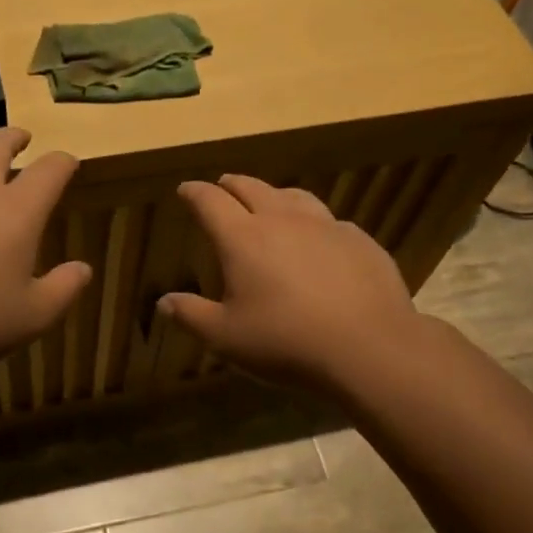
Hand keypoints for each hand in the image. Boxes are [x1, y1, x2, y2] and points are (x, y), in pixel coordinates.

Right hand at [159, 174, 421, 390]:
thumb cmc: (286, 341)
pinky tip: (317, 239)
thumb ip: (191, 316)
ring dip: (273, 195)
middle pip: (251, 187)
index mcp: (243, 238)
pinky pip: (329, 220)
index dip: (194, 192)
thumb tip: (164, 301)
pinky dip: (312, 222)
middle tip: (222, 187)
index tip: (185, 190)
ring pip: (293, 195)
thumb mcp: (226, 337)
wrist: (369, 347)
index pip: (210, 201)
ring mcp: (325, 226)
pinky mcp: (359, 240)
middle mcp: (282, 220)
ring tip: (269, 202)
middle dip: (231, 184)